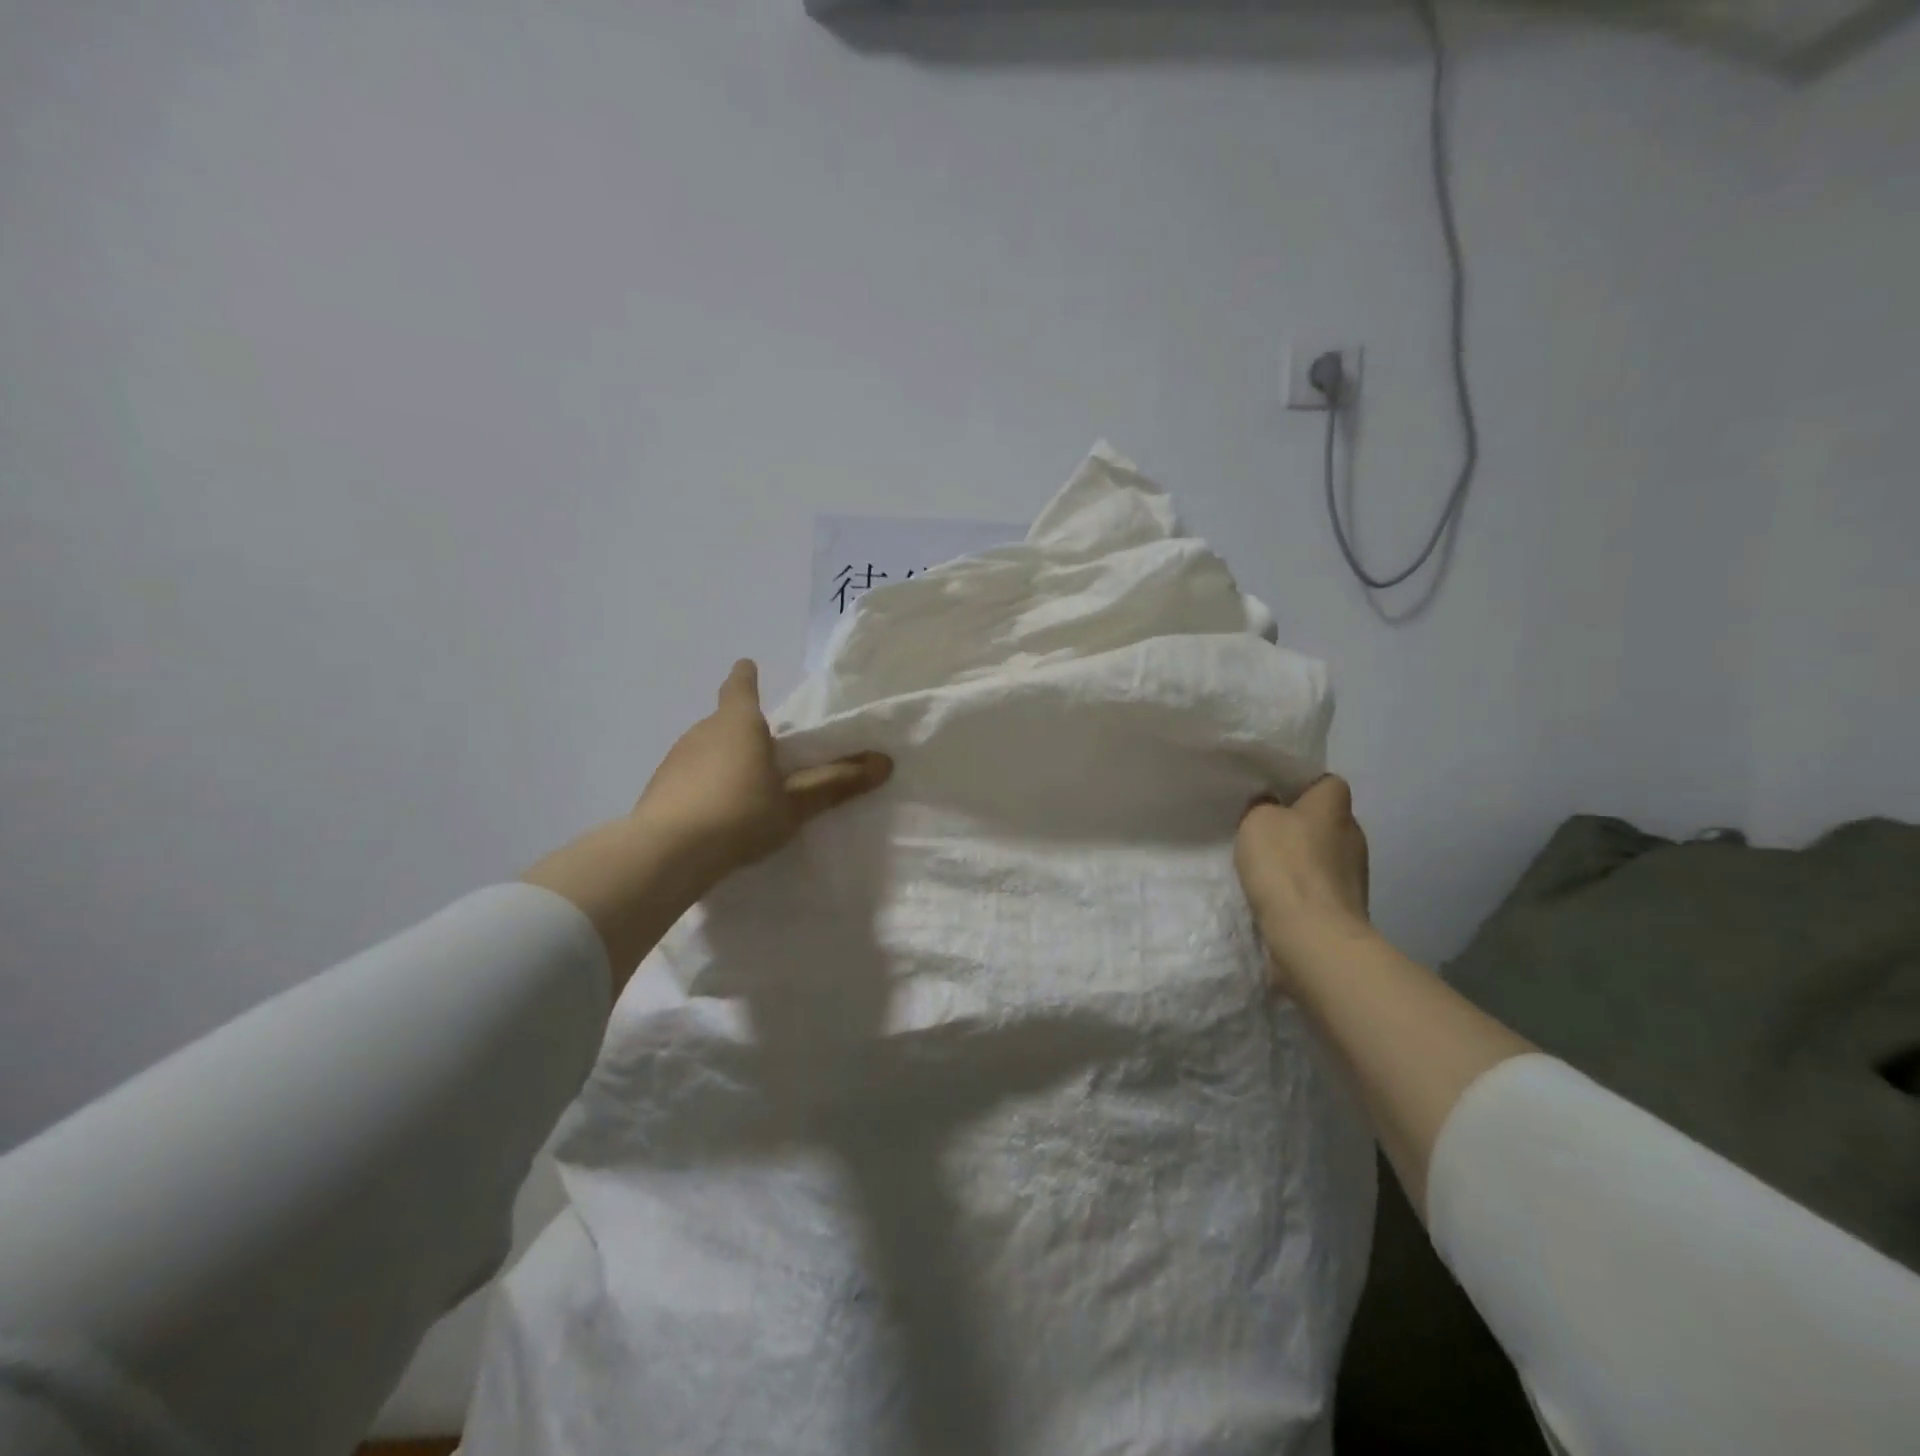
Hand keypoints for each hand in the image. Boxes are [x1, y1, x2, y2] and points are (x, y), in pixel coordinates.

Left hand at [636, 659, 891, 880]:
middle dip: (745, 732)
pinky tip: (714, 816)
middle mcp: (702, 731)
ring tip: (744, 791)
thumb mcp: (795, 803)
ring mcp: (675, 758)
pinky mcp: (658, 788)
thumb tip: (884, 762)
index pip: (740, 686)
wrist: (667, 853)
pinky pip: (689, 777)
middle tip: (768, 756)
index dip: (746, 676)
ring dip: (724, 761)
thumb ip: (836, 783)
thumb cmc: (741, 814)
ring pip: (706, 749)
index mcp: (738, 723)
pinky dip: (703, 786)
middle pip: (726, 721)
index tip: (748, 667)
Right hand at [1234, 775, 1371, 990]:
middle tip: (1263, 834)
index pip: (1326, 783)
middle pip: (1325, 821)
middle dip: (1299, 826)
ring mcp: (1355, 875)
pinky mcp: (1347, 908)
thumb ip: (1263, 807)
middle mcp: (1353, 836)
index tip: (1273, 796)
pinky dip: (1302, 891)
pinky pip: (1320, 889)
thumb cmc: (1286, 866)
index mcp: (1335, 806)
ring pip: (1323, 857)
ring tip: (1265, 870)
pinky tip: (1276, 898)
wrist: (1313, 935)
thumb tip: (1270, 807)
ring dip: (1301, 862)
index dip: (1301, 786)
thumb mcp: (1257, 820)